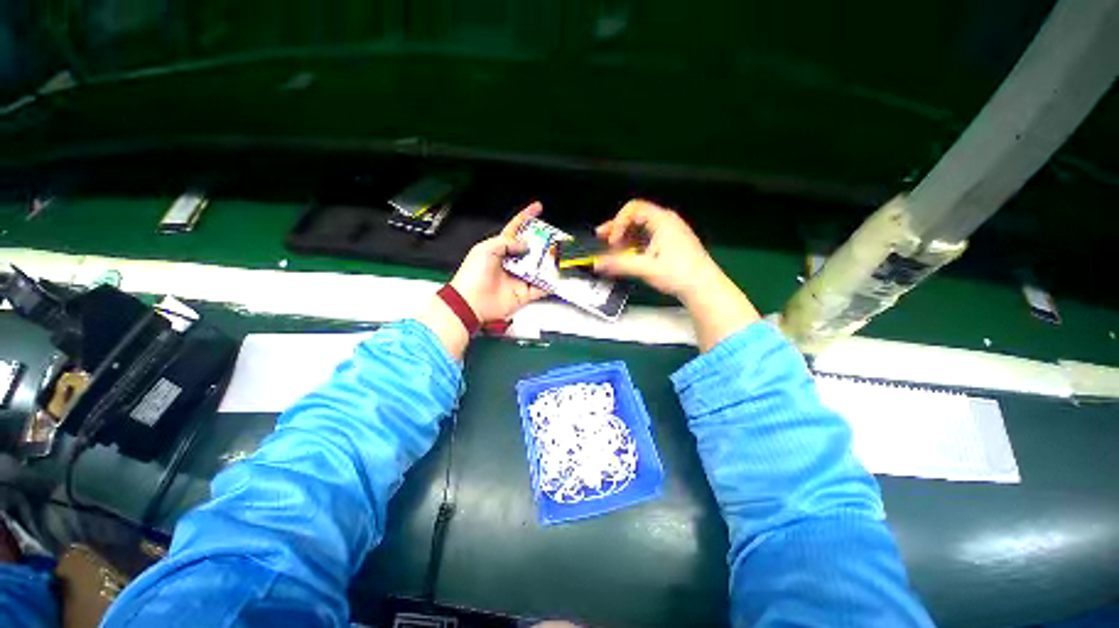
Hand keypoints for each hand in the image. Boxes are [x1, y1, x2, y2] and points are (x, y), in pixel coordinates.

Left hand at [450, 202, 547, 322]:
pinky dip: (549, 284)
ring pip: (538, 267)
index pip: (515, 229)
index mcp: (500, 248)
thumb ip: (507, 242)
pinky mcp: (524, 293)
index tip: (538, 208)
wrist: (472, 302)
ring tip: (559, 256)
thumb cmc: (473, 274)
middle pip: (531, 248)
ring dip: (548, 262)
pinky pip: (540, 288)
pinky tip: (556, 278)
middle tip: (555, 238)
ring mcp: (519, 278)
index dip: (526, 217)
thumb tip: (526, 245)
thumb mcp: (486, 249)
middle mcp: (511, 262)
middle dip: (543, 242)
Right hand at [594, 199, 759, 350]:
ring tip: (611, 250)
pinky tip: (626, 256)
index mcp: (663, 221)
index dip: (618, 222)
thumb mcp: (646, 268)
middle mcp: (666, 223)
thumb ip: (619, 264)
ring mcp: (669, 234)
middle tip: (601, 239)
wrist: (704, 288)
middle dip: (617, 228)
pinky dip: (634, 245)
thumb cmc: (680, 274)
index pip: (633, 209)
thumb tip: (597, 263)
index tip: (612, 240)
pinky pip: (647, 239)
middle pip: (635, 218)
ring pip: (640, 229)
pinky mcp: (669, 245)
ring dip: (624, 238)